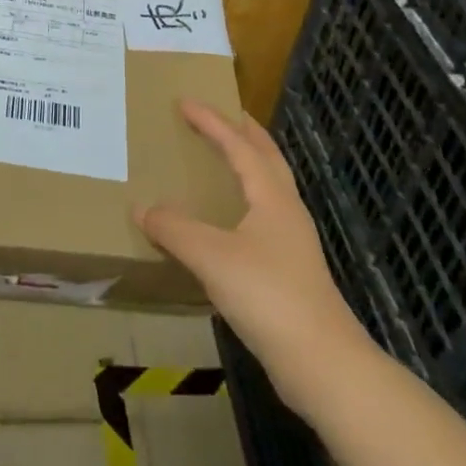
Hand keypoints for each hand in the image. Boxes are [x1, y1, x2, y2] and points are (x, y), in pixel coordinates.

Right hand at [136, 100, 375, 420]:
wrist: (323, 363)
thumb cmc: (268, 296)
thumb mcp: (212, 257)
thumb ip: (174, 229)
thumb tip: (142, 208)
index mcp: (271, 196)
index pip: (239, 145)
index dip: (211, 121)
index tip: (185, 101)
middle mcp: (286, 210)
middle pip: (267, 157)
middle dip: (244, 132)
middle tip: (222, 115)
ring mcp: (293, 242)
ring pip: (270, 187)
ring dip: (249, 164)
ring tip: (225, 158)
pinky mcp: (291, 270)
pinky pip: (264, 216)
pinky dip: (246, 200)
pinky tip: (229, 221)